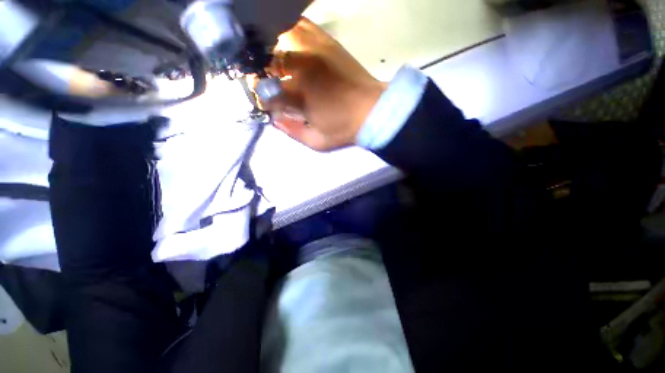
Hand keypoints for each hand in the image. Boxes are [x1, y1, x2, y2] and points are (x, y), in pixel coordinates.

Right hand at [263, 18, 385, 150]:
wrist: (373, 111)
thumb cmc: (344, 129)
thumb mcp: (317, 142)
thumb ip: (292, 132)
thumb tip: (275, 120)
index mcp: (299, 93)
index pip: (265, 90)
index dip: (262, 97)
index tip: (269, 103)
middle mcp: (302, 66)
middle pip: (266, 59)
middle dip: (262, 73)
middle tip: (270, 83)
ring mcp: (314, 48)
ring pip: (278, 35)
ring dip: (272, 50)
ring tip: (277, 64)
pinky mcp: (327, 41)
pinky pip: (299, 25)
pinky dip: (288, 33)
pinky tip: (291, 46)